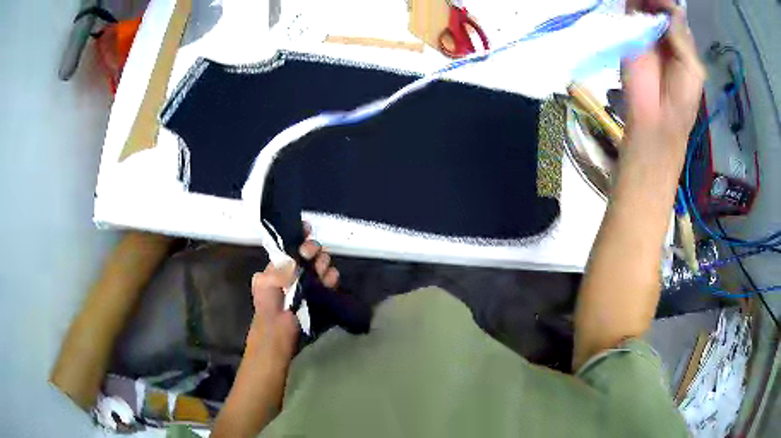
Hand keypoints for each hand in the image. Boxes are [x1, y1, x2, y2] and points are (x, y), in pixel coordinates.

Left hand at [246, 224, 340, 363]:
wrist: (280, 332)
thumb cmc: (268, 306)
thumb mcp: (264, 282)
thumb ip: (279, 266)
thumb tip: (296, 257)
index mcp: (282, 265)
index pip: (294, 244)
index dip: (301, 234)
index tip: (307, 229)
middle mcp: (298, 270)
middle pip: (312, 251)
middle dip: (313, 250)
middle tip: (310, 255)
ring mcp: (312, 282)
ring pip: (324, 264)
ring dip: (323, 265)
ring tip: (319, 273)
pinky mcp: (323, 294)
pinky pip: (333, 280)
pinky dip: (332, 279)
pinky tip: (327, 282)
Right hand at [623, 0, 705, 150]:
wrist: (657, 119)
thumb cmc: (682, 100)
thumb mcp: (693, 69)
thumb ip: (684, 39)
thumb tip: (676, 8)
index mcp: (681, 43)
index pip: (676, 16)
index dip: (672, 6)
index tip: (670, 4)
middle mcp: (663, 34)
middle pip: (660, 8)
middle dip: (660, 2)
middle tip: (659, 1)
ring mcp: (645, 33)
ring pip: (644, 7)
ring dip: (647, 1)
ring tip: (651, 1)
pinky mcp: (628, 35)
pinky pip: (630, 14)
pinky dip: (633, 4)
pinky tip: (640, 3)